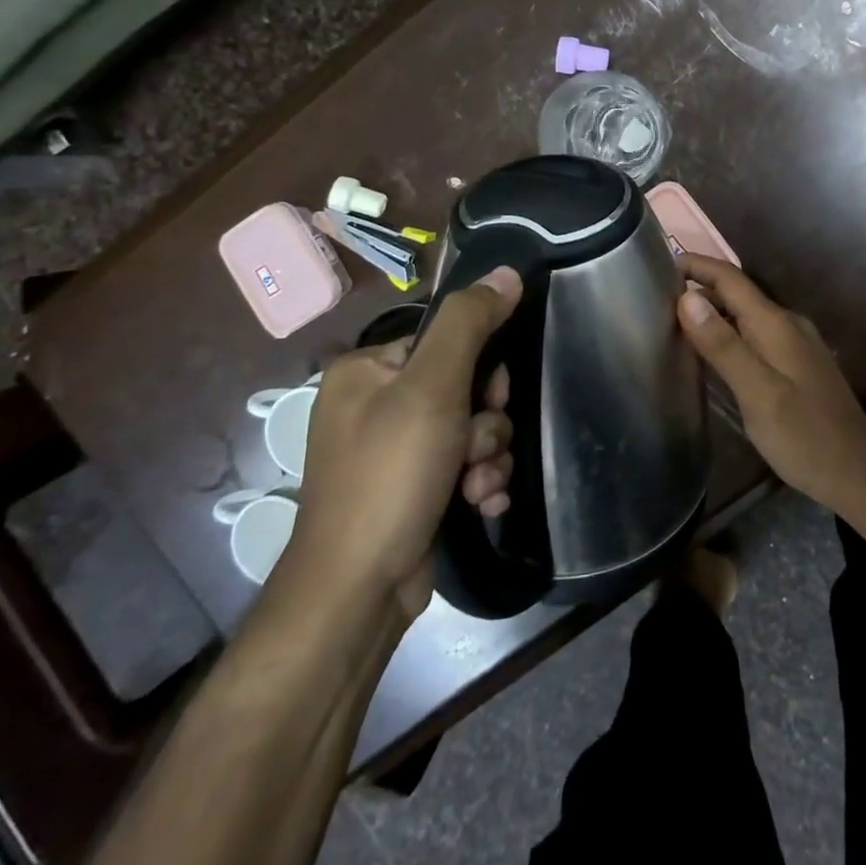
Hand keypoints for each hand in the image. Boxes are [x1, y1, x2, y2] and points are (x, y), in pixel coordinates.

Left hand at [288, 267, 521, 619]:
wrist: (358, 592)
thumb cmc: (390, 475)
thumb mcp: (433, 388)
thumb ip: (470, 324)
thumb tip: (508, 272)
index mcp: (367, 370)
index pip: (446, 341)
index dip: (479, 368)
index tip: (487, 398)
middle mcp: (375, 405)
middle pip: (465, 386)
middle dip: (485, 421)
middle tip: (475, 448)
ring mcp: (394, 451)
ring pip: (472, 429)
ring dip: (487, 456)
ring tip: (476, 487)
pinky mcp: (413, 489)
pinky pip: (464, 465)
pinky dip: (479, 482)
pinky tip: (481, 505)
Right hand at [675, 255, 865, 509]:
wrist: (856, 471)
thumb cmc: (803, 435)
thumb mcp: (757, 392)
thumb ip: (722, 345)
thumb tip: (686, 297)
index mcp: (775, 324)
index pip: (730, 278)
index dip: (696, 266)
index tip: (660, 265)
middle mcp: (787, 324)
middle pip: (738, 293)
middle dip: (700, 289)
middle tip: (658, 300)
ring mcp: (795, 343)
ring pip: (747, 315)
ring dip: (714, 312)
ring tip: (676, 323)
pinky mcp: (797, 364)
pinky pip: (756, 335)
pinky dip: (729, 333)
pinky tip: (713, 354)